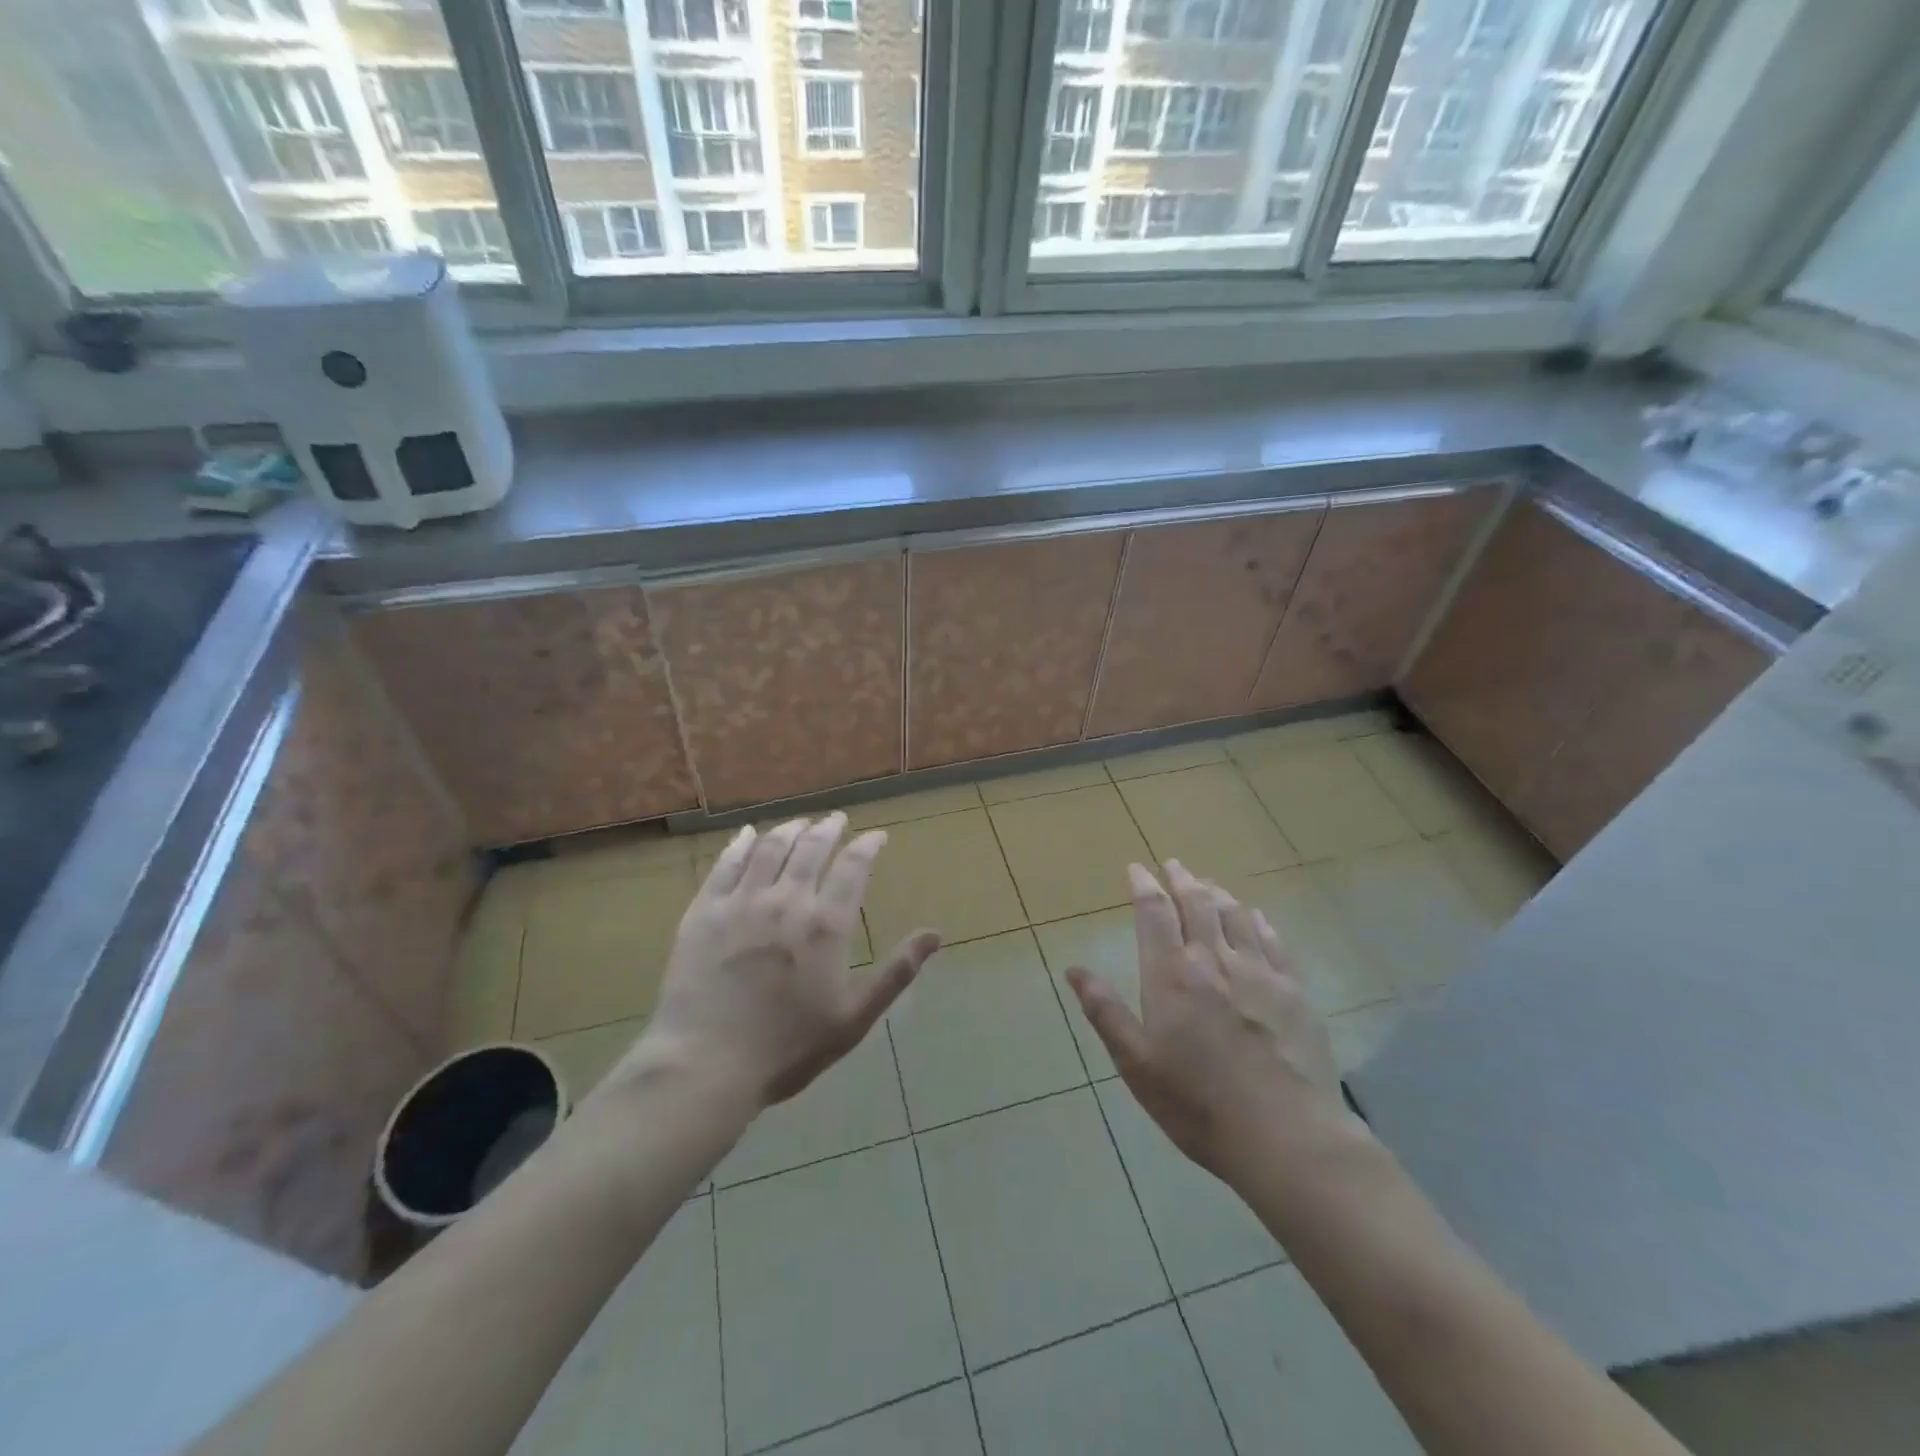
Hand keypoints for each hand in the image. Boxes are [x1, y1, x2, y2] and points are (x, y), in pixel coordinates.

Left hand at [617, 813, 938, 1111]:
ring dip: (789, 830)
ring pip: (770, 848)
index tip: (876, 836)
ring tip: (801, 823)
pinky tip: (747, 835)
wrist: (706, 1065)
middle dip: (829, 829)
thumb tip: (935, 935)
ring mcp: (741, 902)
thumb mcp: (854, 1018)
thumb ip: (896, 973)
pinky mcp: (704, 911)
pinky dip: (740, 844)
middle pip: (811, 849)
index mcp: (825, 925)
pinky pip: (725, 865)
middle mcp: (786, 900)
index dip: (867, 846)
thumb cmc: (788, 1047)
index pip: (853, 868)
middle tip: (837, 819)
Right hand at [1065, 860, 1349, 1188]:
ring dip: (1217, 893)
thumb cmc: (1198, 1104)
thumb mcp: (1136, 1064)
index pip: (1154, 914)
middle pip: (1197, 903)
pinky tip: (1254, 915)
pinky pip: (1272, 940)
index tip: (1136, 869)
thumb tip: (1073, 969)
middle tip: (1173, 864)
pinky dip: (1257, 920)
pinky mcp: (1293, 990)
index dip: (1143, 886)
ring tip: (1207, 883)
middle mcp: (1214, 960)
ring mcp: (1259, 972)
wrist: (1286, 1137)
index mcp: (1172, 976)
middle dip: (1181, 879)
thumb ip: (1105, 1011)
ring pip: (1235, 915)